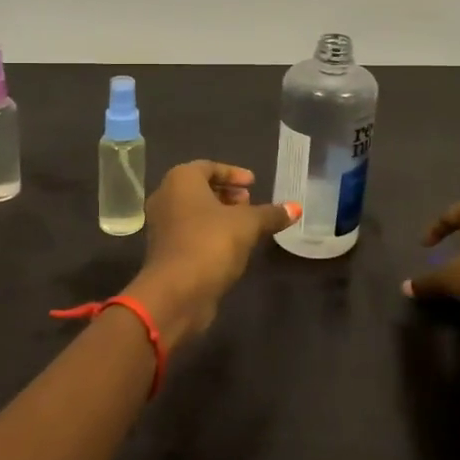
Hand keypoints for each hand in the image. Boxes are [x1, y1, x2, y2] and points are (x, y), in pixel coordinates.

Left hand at [125, 161, 297, 346]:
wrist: (176, 293)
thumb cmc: (210, 243)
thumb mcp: (248, 225)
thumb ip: (271, 214)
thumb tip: (296, 208)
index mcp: (181, 180)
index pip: (208, 167)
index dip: (233, 174)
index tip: (254, 184)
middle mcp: (166, 197)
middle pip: (199, 189)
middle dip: (227, 195)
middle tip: (250, 203)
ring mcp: (162, 226)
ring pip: (194, 212)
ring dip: (219, 216)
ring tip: (246, 225)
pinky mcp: (164, 252)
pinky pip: (190, 233)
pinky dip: (210, 233)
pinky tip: (232, 247)